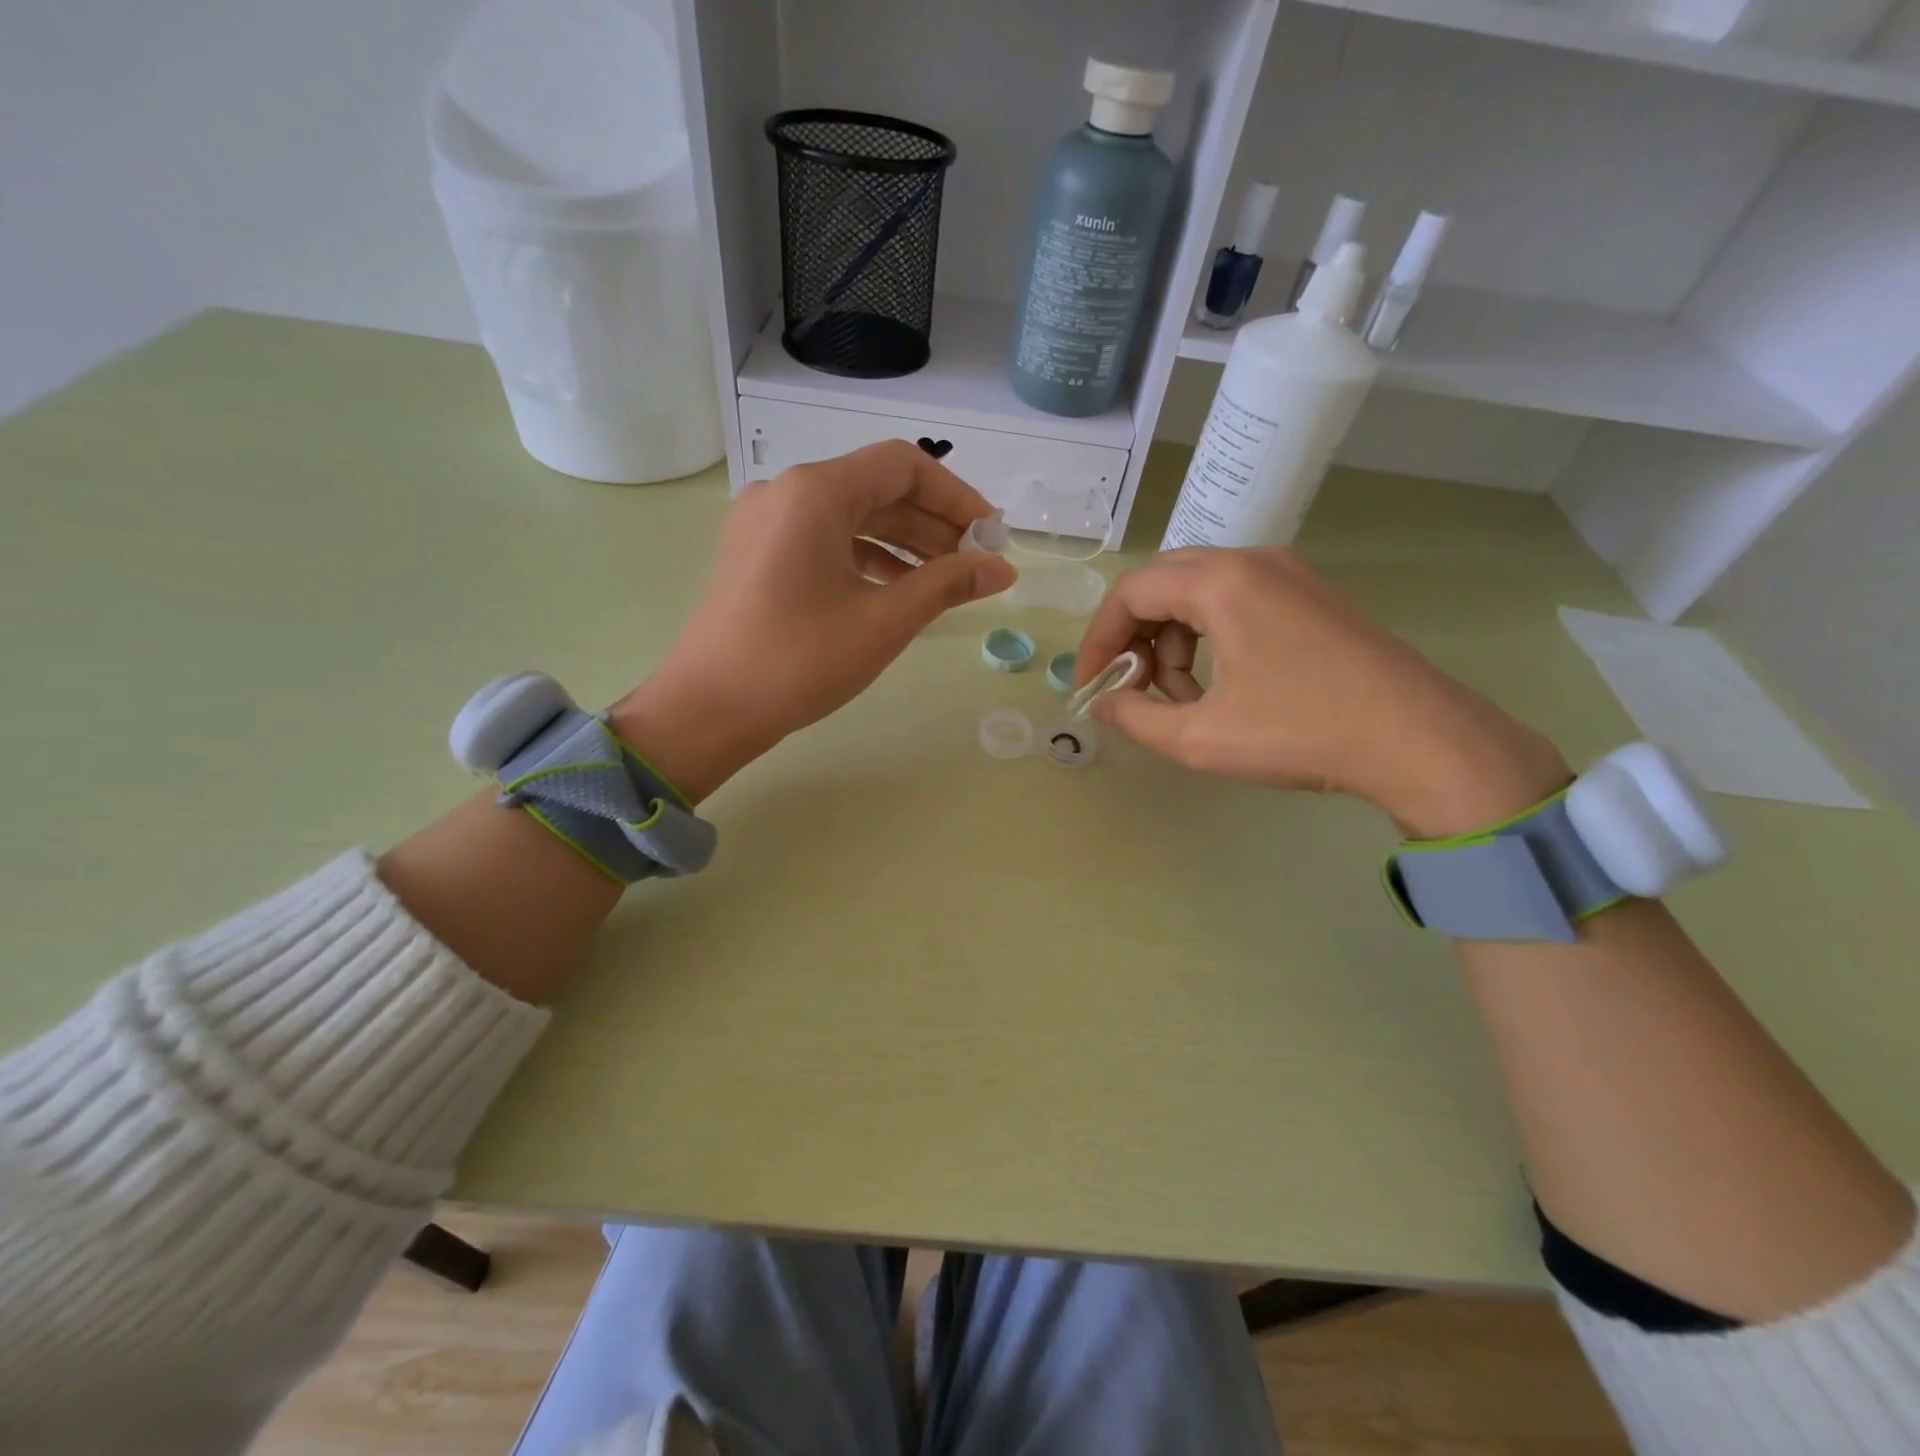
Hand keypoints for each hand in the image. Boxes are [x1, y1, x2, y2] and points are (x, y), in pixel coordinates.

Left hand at [609, 441, 1015, 801]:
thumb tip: (1002, 569)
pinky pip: (824, 539)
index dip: (955, 495)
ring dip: (902, 542)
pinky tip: (894, 589)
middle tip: (974, 562)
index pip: (903, 466)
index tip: (989, 534)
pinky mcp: (757, 553)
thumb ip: (947, 585)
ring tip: (943, 580)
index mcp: (816, 492)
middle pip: (876, 488)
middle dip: (932, 522)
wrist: (709, 709)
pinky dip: (865, 556)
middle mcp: (787, 492)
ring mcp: (765, 522)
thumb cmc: (800, 660)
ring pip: (851, 516)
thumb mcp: (884, 621)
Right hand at [1075, 547, 1569, 837]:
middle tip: (1133, 688)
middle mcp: (1252, 560)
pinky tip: (1222, 684)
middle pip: (1162, 584)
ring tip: (1184, 699)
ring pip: (1198, 592)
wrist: (1420, 740)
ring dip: (1173, 642)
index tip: (1090, 685)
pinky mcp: (1311, 594)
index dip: (1099, 641)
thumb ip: (1136, 717)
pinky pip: (1235, 600)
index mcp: (1221, 582)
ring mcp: (1288, 573)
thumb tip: (1103, 704)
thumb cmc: (1302, 733)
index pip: (1131, 593)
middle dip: (1135, 638)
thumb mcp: (1201, 737)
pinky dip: (1209, 637)